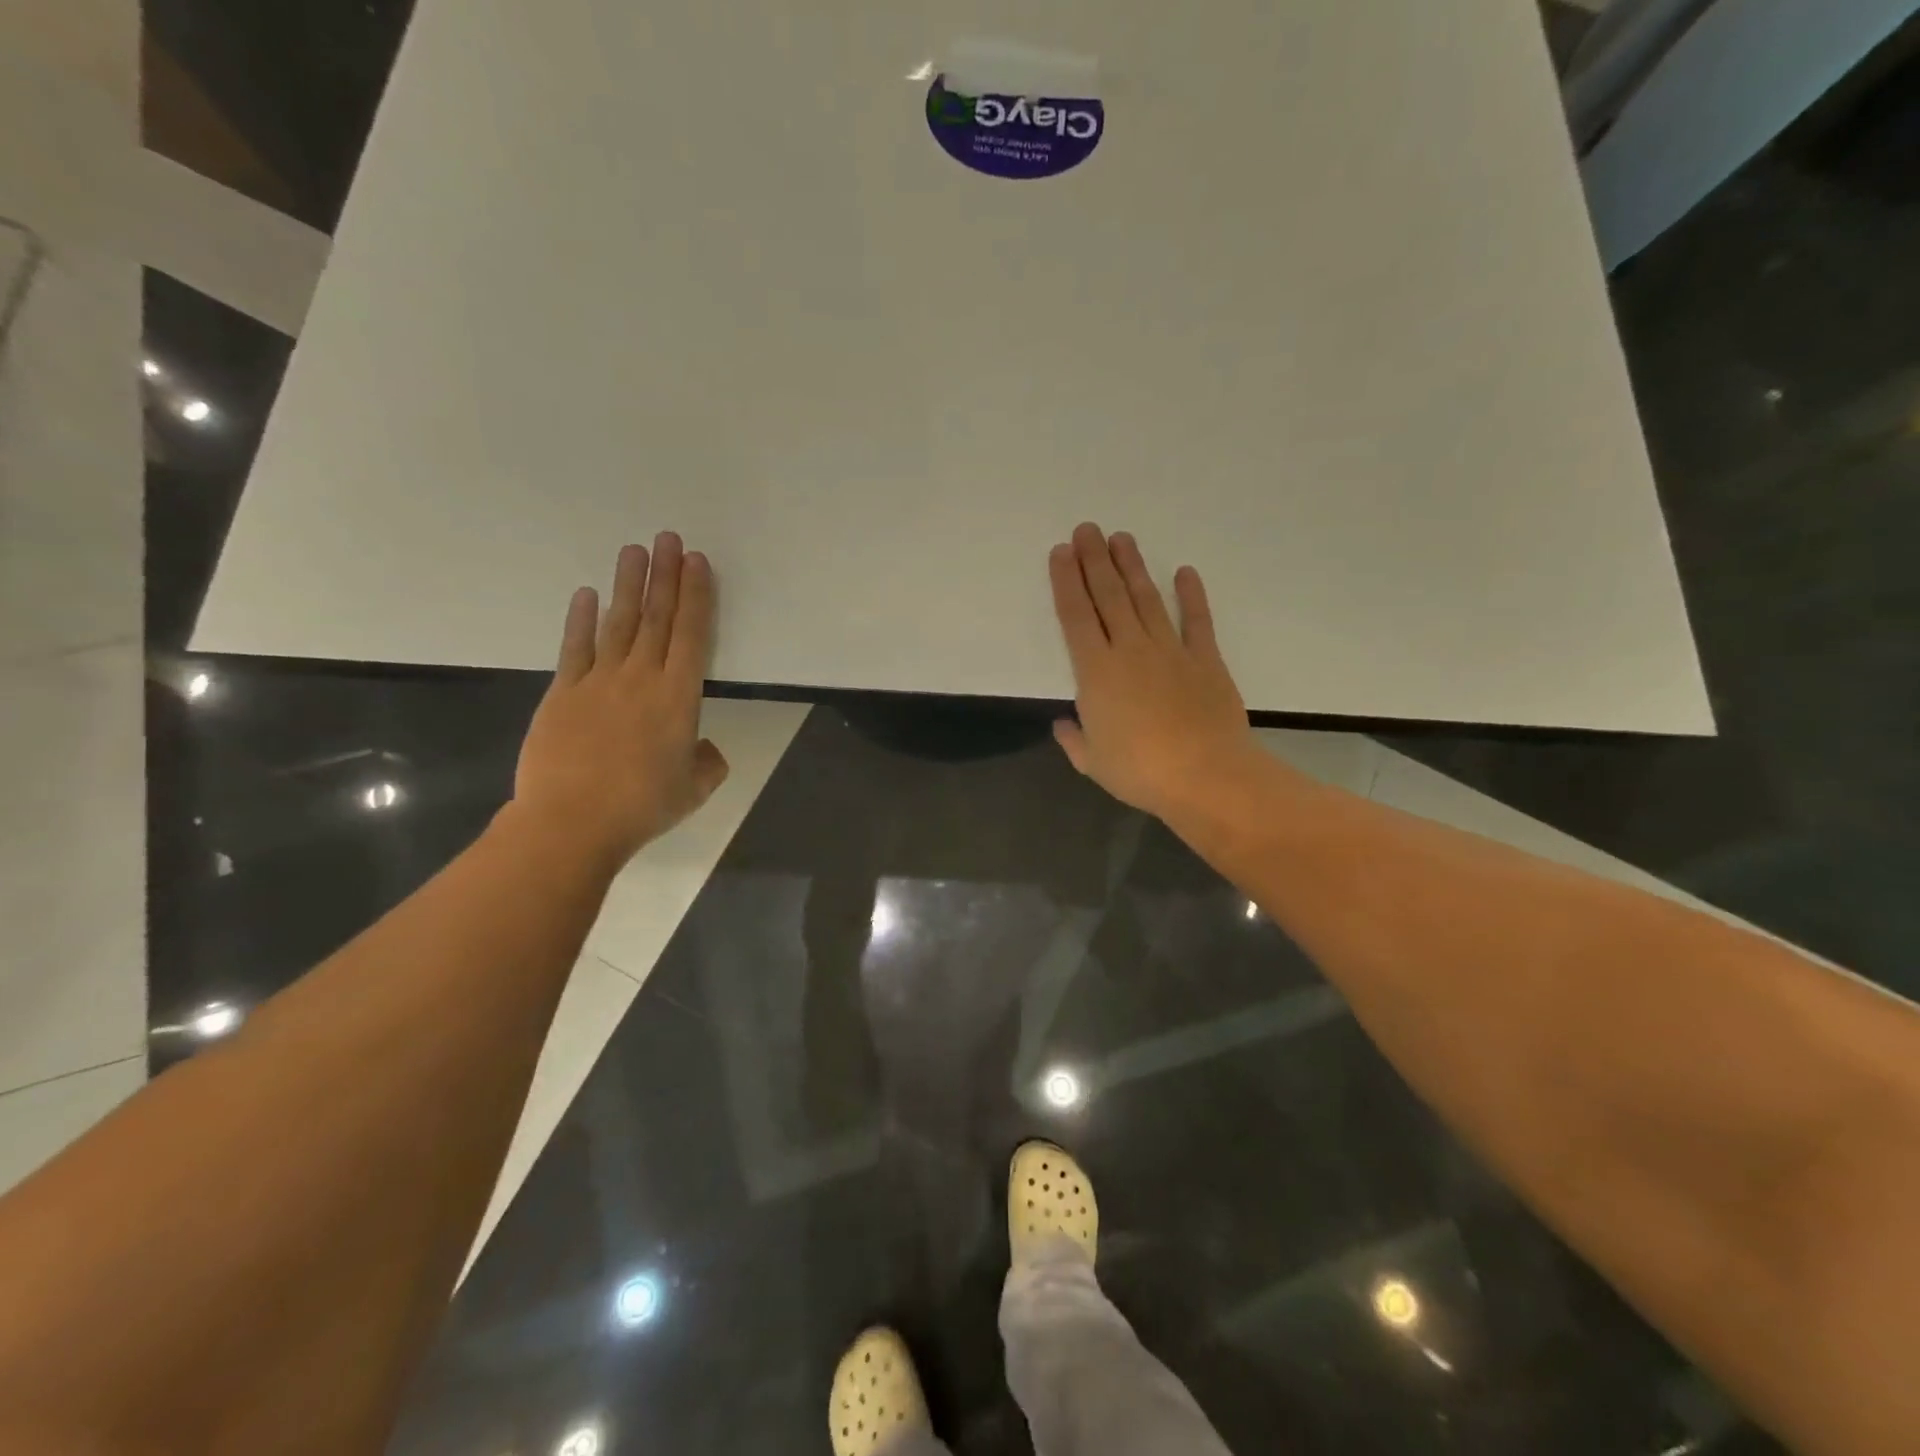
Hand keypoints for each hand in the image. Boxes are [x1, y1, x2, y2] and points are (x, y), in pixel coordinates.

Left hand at [512, 533, 728, 870]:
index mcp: (679, 697)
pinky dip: (581, 620)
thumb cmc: (643, 806)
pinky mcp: (562, 693)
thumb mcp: (695, 788)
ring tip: (634, 550)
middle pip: (656, 618)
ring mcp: (598, 682)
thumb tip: (703, 748)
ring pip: (618, 624)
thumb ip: (708, 762)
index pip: (692, 634)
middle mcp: (641, 678)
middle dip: (664, 576)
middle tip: (668, 538)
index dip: (696, 596)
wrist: (572, 822)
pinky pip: (575, 648)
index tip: (697, 562)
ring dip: (628, 585)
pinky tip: (587, 594)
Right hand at [1049, 523, 1255, 821]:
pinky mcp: (1205, 659)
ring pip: (1146, 599)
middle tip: (1087, 529)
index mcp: (1097, 672)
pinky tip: (1184, 572)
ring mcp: (1170, 650)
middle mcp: (1130, 649)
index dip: (1066, 582)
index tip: (1060, 553)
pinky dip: (1191, 594)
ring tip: (1121, 538)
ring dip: (1132, 567)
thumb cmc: (1141, 772)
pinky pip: (1196, 619)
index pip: (1076, 617)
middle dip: (1094, 560)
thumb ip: (1075, 739)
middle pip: (1108, 596)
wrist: (1205, 775)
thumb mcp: (1093, 763)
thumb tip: (1063, 723)